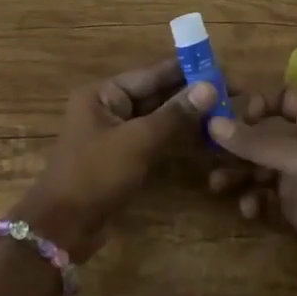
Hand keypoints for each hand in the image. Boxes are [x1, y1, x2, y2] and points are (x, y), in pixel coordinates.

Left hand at [12, 60, 218, 262]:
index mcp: (103, 93)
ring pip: (157, 116)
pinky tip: (205, 136)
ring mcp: (115, 133)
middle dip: (191, 93)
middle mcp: (108, 107)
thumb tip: (210, 86)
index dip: (188, 70)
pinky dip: (176, 136)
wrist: (63, 227)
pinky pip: (153, 138)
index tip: (223, 68)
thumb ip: (175, 114)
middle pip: (156, 93)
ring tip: (226, 110)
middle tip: (232, 92)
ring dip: (187, 115)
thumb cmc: (96, 175)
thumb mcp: (138, 142)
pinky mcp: (122, 157)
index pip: (152, 73)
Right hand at [206, 87, 296, 295]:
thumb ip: (259, 143)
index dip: (257, 101)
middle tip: (205, 151)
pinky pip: (266, 198)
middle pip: (265, 134)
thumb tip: (214, 124)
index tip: (227, 114)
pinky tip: (247, 209)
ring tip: (217, 185)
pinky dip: (253, 200)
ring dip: (238, 173)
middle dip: (237, 142)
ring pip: (260, 168)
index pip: (284, 98)